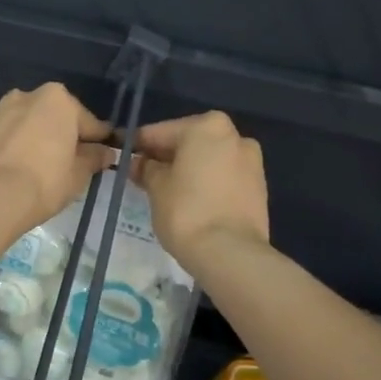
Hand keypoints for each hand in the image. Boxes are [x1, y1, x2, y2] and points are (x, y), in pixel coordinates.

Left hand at [0, 84, 115, 233]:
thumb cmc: (45, 183)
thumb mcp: (79, 175)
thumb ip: (93, 158)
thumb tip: (103, 152)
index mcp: (55, 100)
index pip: (85, 120)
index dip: (95, 138)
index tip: (101, 153)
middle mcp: (21, 98)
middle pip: (45, 116)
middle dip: (52, 132)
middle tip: (59, 161)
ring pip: (10, 122)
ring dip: (17, 135)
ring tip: (21, 163)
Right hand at [134, 112, 269, 261]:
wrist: (230, 252)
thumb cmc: (186, 211)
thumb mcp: (156, 187)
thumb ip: (147, 169)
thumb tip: (140, 163)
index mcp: (207, 127)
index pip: (160, 132)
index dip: (138, 145)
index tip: (122, 155)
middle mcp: (234, 136)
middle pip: (188, 142)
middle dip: (165, 156)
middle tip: (141, 174)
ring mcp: (251, 161)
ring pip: (208, 159)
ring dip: (187, 169)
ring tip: (165, 190)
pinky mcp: (258, 187)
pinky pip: (223, 176)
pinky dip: (205, 182)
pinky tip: (189, 199)